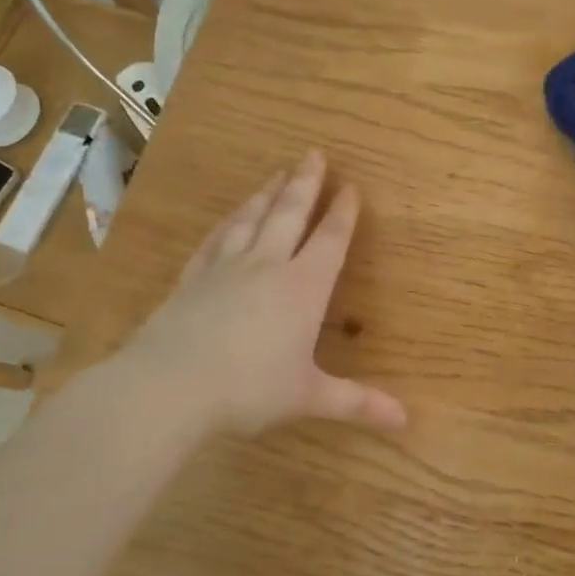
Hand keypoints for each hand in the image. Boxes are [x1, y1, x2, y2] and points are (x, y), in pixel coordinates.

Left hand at [110, 151, 406, 436]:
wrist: (168, 387)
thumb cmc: (250, 389)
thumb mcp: (310, 397)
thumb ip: (358, 403)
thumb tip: (405, 421)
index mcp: (303, 288)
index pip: (330, 241)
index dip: (343, 214)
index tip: (351, 187)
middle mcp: (266, 267)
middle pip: (289, 215)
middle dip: (305, 184)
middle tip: (314, 154)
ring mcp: (225, 269)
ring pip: (251, 220)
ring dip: (267, 195)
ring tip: (277, 173)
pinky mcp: (191, 280)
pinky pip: (215, 241)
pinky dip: (227, 224)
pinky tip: (229, 218)